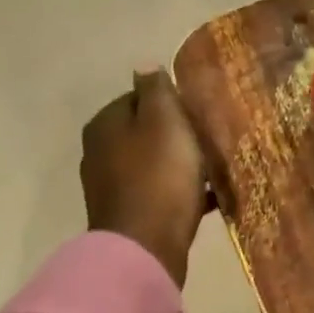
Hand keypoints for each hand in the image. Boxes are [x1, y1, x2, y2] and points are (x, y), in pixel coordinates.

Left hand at [81, 70, 209, 288]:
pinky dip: (180, 194)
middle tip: (210, 142)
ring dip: (181, 166)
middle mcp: (99, 152)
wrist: (146, 247)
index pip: (139, 97)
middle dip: (177, 136)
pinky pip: (159, 195)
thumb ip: (156, 89)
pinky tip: (208, 200)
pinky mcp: (127, 216)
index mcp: (105, 123)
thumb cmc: (159, 176)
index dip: (172, 103)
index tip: (199, 115)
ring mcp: (110, 187)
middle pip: (145, 133)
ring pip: (153, 165)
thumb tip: (145, 65)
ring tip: (214, 171)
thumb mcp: (164, 120)